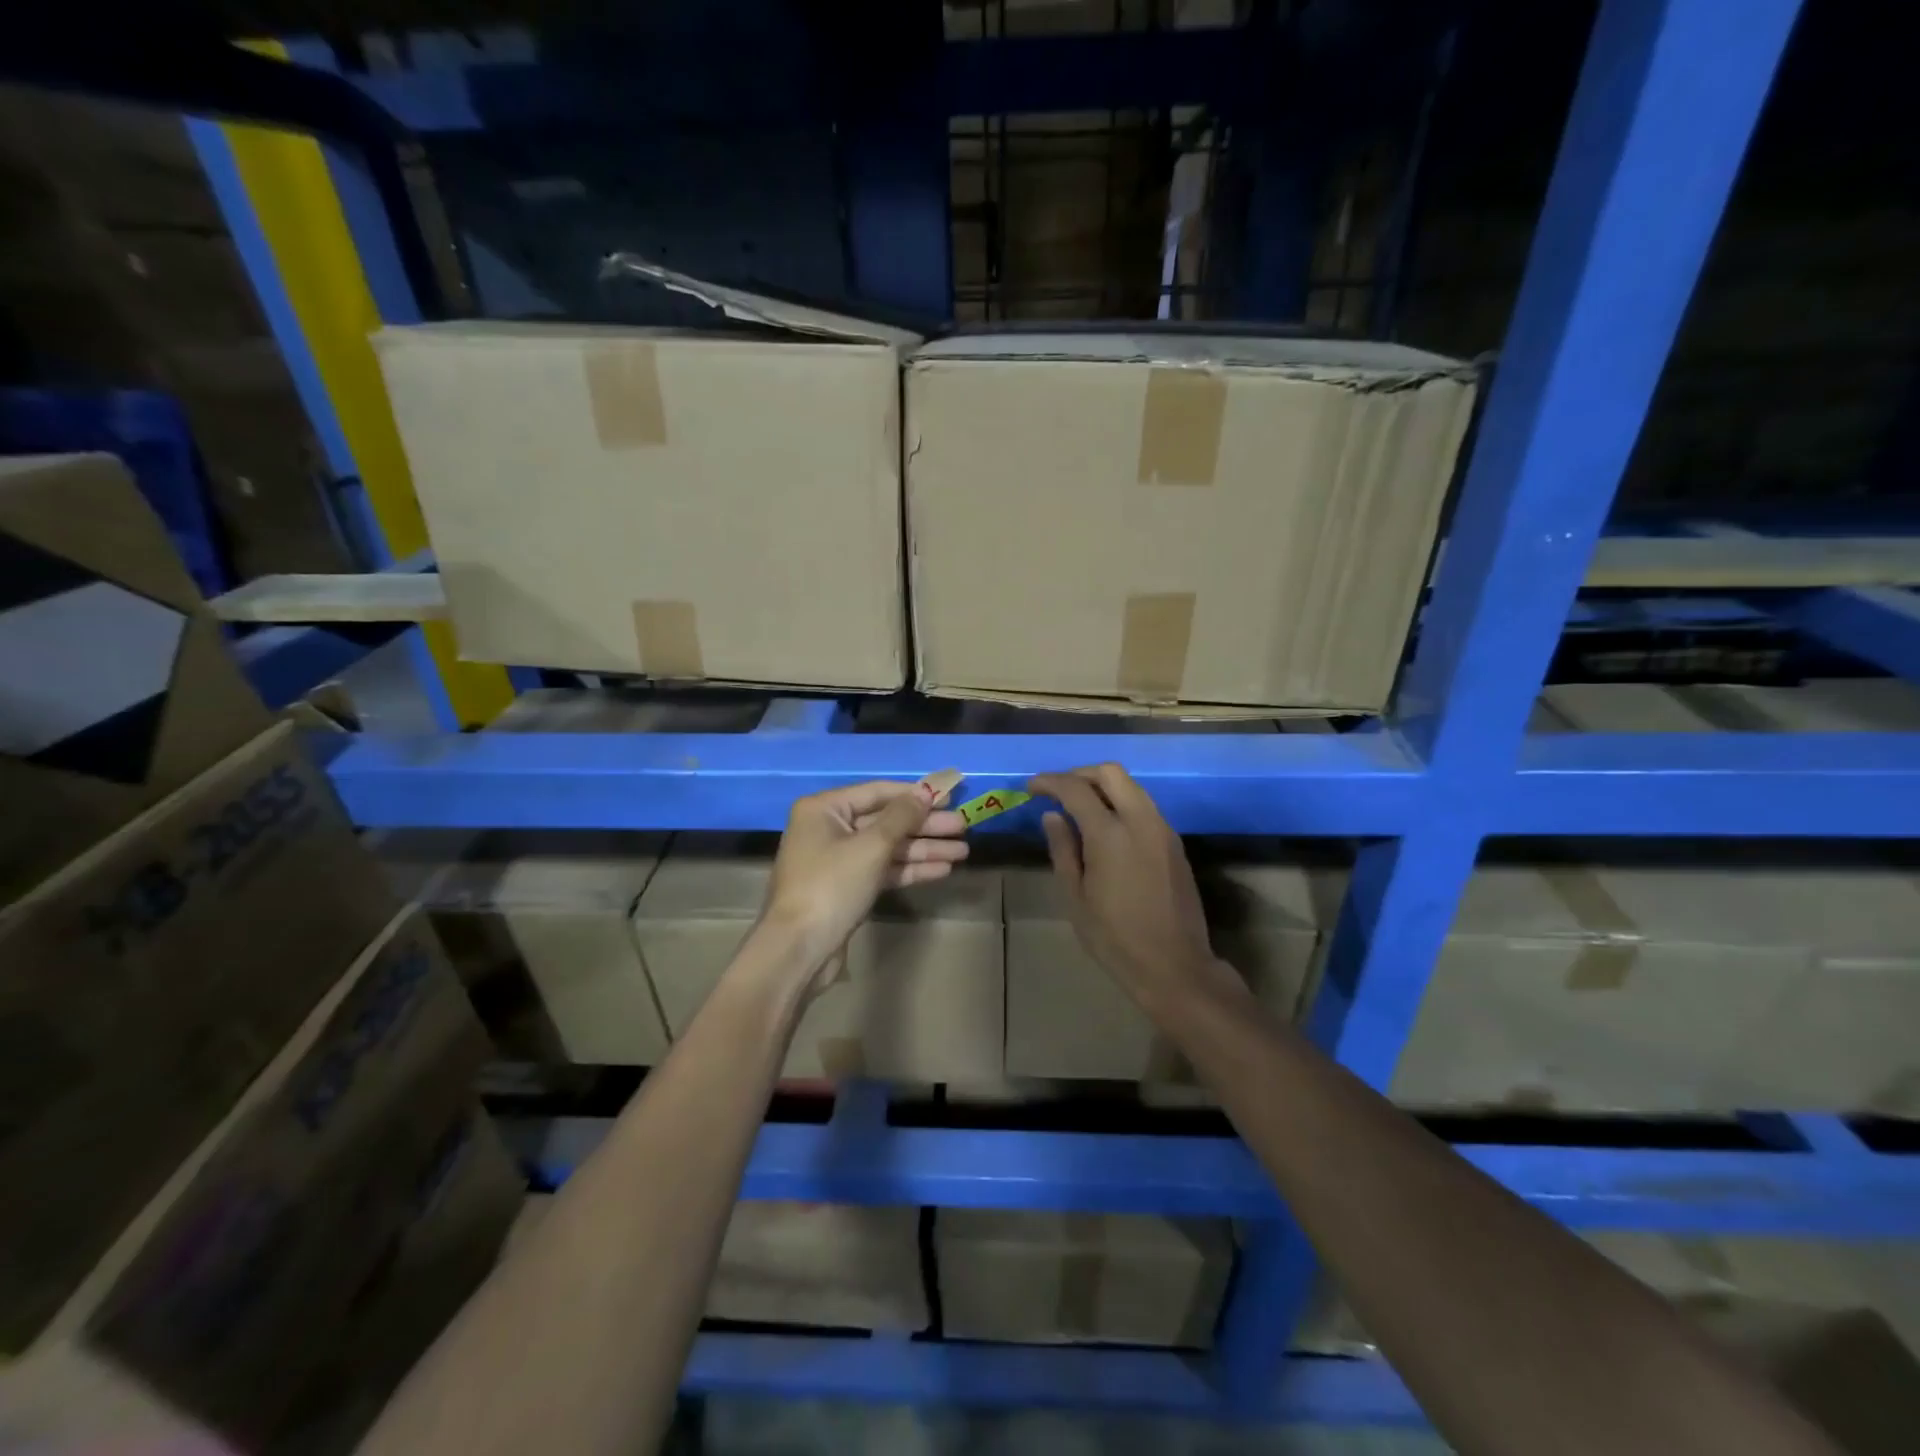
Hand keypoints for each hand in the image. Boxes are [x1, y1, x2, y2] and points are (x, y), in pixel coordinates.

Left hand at [761, 780, 968, 982]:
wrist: (798, 949)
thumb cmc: (831, 886)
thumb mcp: (870, 847)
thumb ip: (901, 817)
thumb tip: (925, 792)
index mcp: (824, 809)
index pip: (878, 792)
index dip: (916, 794)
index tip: (950, 796)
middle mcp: (829, 828)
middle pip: (886, 821)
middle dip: (925, 826)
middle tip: (963, 826)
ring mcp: (838, 860)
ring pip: (887, 848)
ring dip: (924, 849)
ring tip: (963, 851)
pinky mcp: (847, 887)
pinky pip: (883, 870)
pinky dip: (910, 869)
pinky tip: (942, 870)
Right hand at [1029, 764, 1224, 1010]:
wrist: (1174, 965)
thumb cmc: (1114, 938)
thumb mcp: (1075, 897)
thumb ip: (1063, 850)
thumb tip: (1053, 816)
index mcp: (1110, 834)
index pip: (1076, 789)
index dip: (1050, 782)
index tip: (1032, 788)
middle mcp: (1140, 821)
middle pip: (1110, 773)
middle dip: (1080, 774)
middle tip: (1057, 791)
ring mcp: (1162, 829)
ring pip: (1132, 786)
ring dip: (1103, 786)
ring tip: (1079, 807)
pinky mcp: (1174, 843)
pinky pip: (1145, 806)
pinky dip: (1121, 803)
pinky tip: (1106, 827)